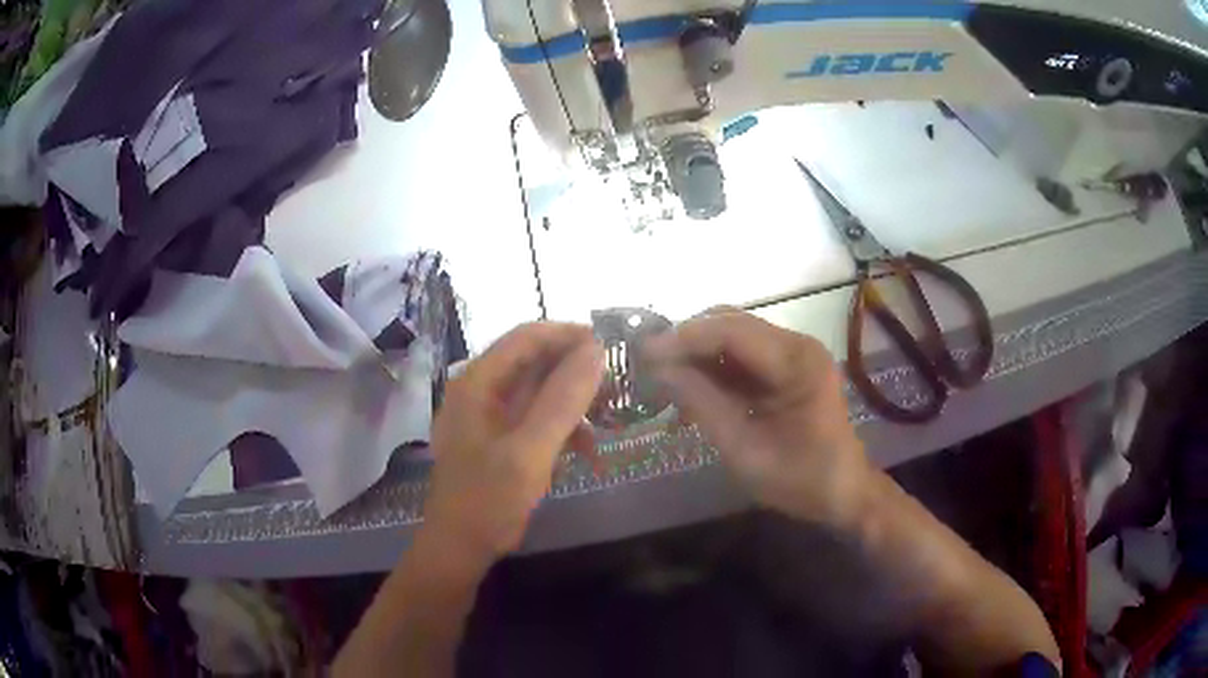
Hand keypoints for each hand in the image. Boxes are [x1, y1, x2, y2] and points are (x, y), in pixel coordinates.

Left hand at [425, 322, 604, 562]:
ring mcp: (491, 416)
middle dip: (577, 373)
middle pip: (536, 363)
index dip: (569, 335)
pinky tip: (588, 453)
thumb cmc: (488, 499)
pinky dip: (564, 430)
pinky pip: (538, 420)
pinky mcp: (501, 439)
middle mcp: (482, 390)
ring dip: (575, 404)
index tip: (611, 347)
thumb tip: (596, 351)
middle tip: (617, 387)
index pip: (526, 337)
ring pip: (541, 392)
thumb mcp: (529, 451)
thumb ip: (562, 400)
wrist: (460, 548)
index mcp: (478, 382)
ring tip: (609, 421)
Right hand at [644, 309, 871, 528]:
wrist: (842, 492)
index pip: (731, 331)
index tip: (642, 352)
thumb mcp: (744, 449)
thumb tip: (659, 370)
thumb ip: (703, 404)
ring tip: (663, 378)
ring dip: (698, 353)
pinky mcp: (788, 366)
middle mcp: (797, 344)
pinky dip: (713, 367)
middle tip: (647, 364)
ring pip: (733, 335)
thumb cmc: (799, 478)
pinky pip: (743, 355)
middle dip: (687, 341)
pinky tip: (690, 389)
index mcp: (796, 361)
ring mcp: (794, 353)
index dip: (683, 338)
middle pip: (731, 324)